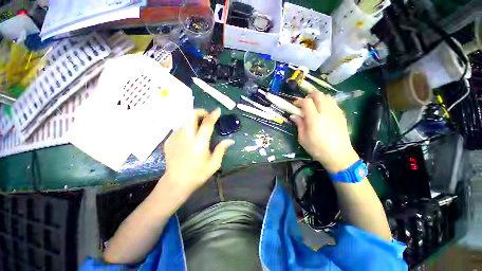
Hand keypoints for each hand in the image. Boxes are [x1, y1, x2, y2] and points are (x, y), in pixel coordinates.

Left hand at [163, 108, 234, 192]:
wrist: (176, 182)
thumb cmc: (198, 174)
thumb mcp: (214, 164)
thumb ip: (221, 150)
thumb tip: (230, 140)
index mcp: (199, 144)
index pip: (207, 124)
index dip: (213, 115)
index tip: (217, 110)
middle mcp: (186, 138)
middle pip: (190, 116)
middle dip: (200, 112)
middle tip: (206, 116)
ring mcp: (175, 138)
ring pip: (184, 120)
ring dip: (193, 120)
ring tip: (198, 126)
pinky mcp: (169, 140)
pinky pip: (179, 128)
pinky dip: (186, 127)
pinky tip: (190, 136)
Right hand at [290, 92, 358, 172]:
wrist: (339, 156)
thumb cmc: (317, 149)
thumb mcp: (303, 139)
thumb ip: (299, 125)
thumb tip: (293, 116)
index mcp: (314, 119)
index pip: (307, 102)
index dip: (299, 101)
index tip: (295, 105)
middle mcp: (326, 112)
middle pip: (318, 95)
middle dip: (309, 96)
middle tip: (304, 103)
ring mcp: (336, 113)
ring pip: (327, 97)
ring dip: (319, 98)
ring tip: (314, 105)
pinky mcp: (342, 116)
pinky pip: (334, 103)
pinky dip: (327, 102)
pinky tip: (323, 110)